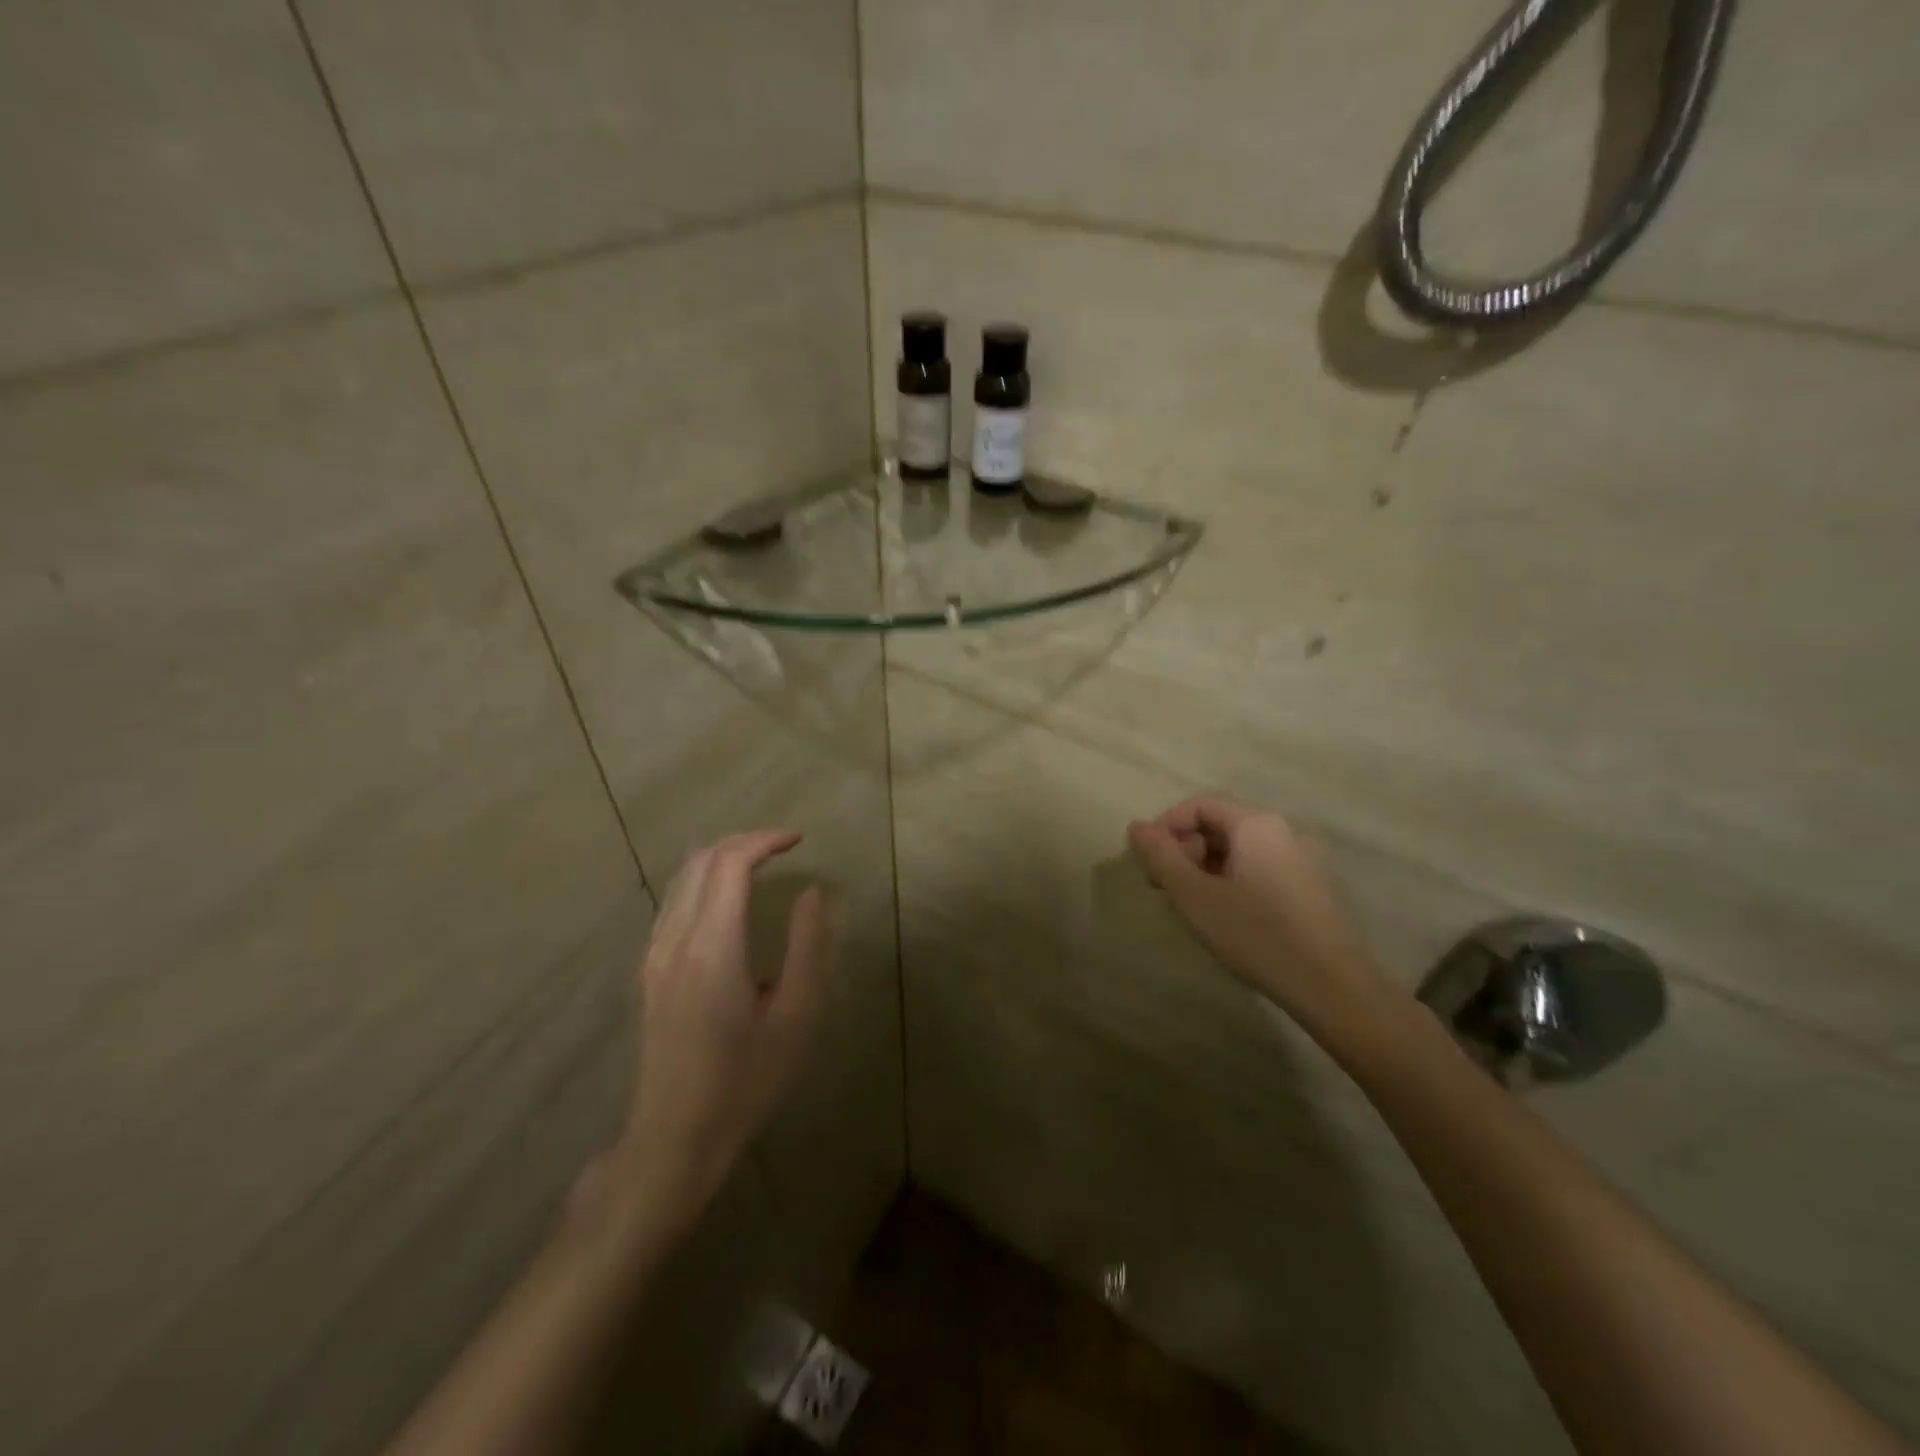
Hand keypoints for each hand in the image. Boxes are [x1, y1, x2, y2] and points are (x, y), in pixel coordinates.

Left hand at [615, 830, 831, 1235]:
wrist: (675, 1139)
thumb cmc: (746, 1082)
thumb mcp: (795, 1017)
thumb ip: (806, 946)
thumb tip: (811, 893)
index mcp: (713, 948)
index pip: (730, 863)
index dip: (765, 840)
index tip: (800, 840)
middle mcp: (676, 941)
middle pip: (701, 861)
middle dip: (743, 841)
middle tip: (783, 845)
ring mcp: (654, 956)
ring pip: (681, 879)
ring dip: (720, 857)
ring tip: (758, 861)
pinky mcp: (649, 973)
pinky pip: (672, 904)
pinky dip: (701, 881)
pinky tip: (723, 897)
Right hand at [1128, 797, 1388, 1030]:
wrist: (1330, 985)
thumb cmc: (1255, 933)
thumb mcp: (1195, 895)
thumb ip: (1161, 856)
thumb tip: (1136, 826)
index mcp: (1255, 824)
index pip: (1199, 805)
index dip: (1166, 826)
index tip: (1147, 860)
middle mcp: (1282, 831)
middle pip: (1220, 825)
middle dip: (1184, 849)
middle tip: (1162, 885)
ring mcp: (1301, 860)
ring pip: (1238, 850)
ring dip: (1204, 868)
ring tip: (1188, 904)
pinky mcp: (1309, 888)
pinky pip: (1258, 869)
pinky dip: (1230, 881)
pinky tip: (1222, 915)